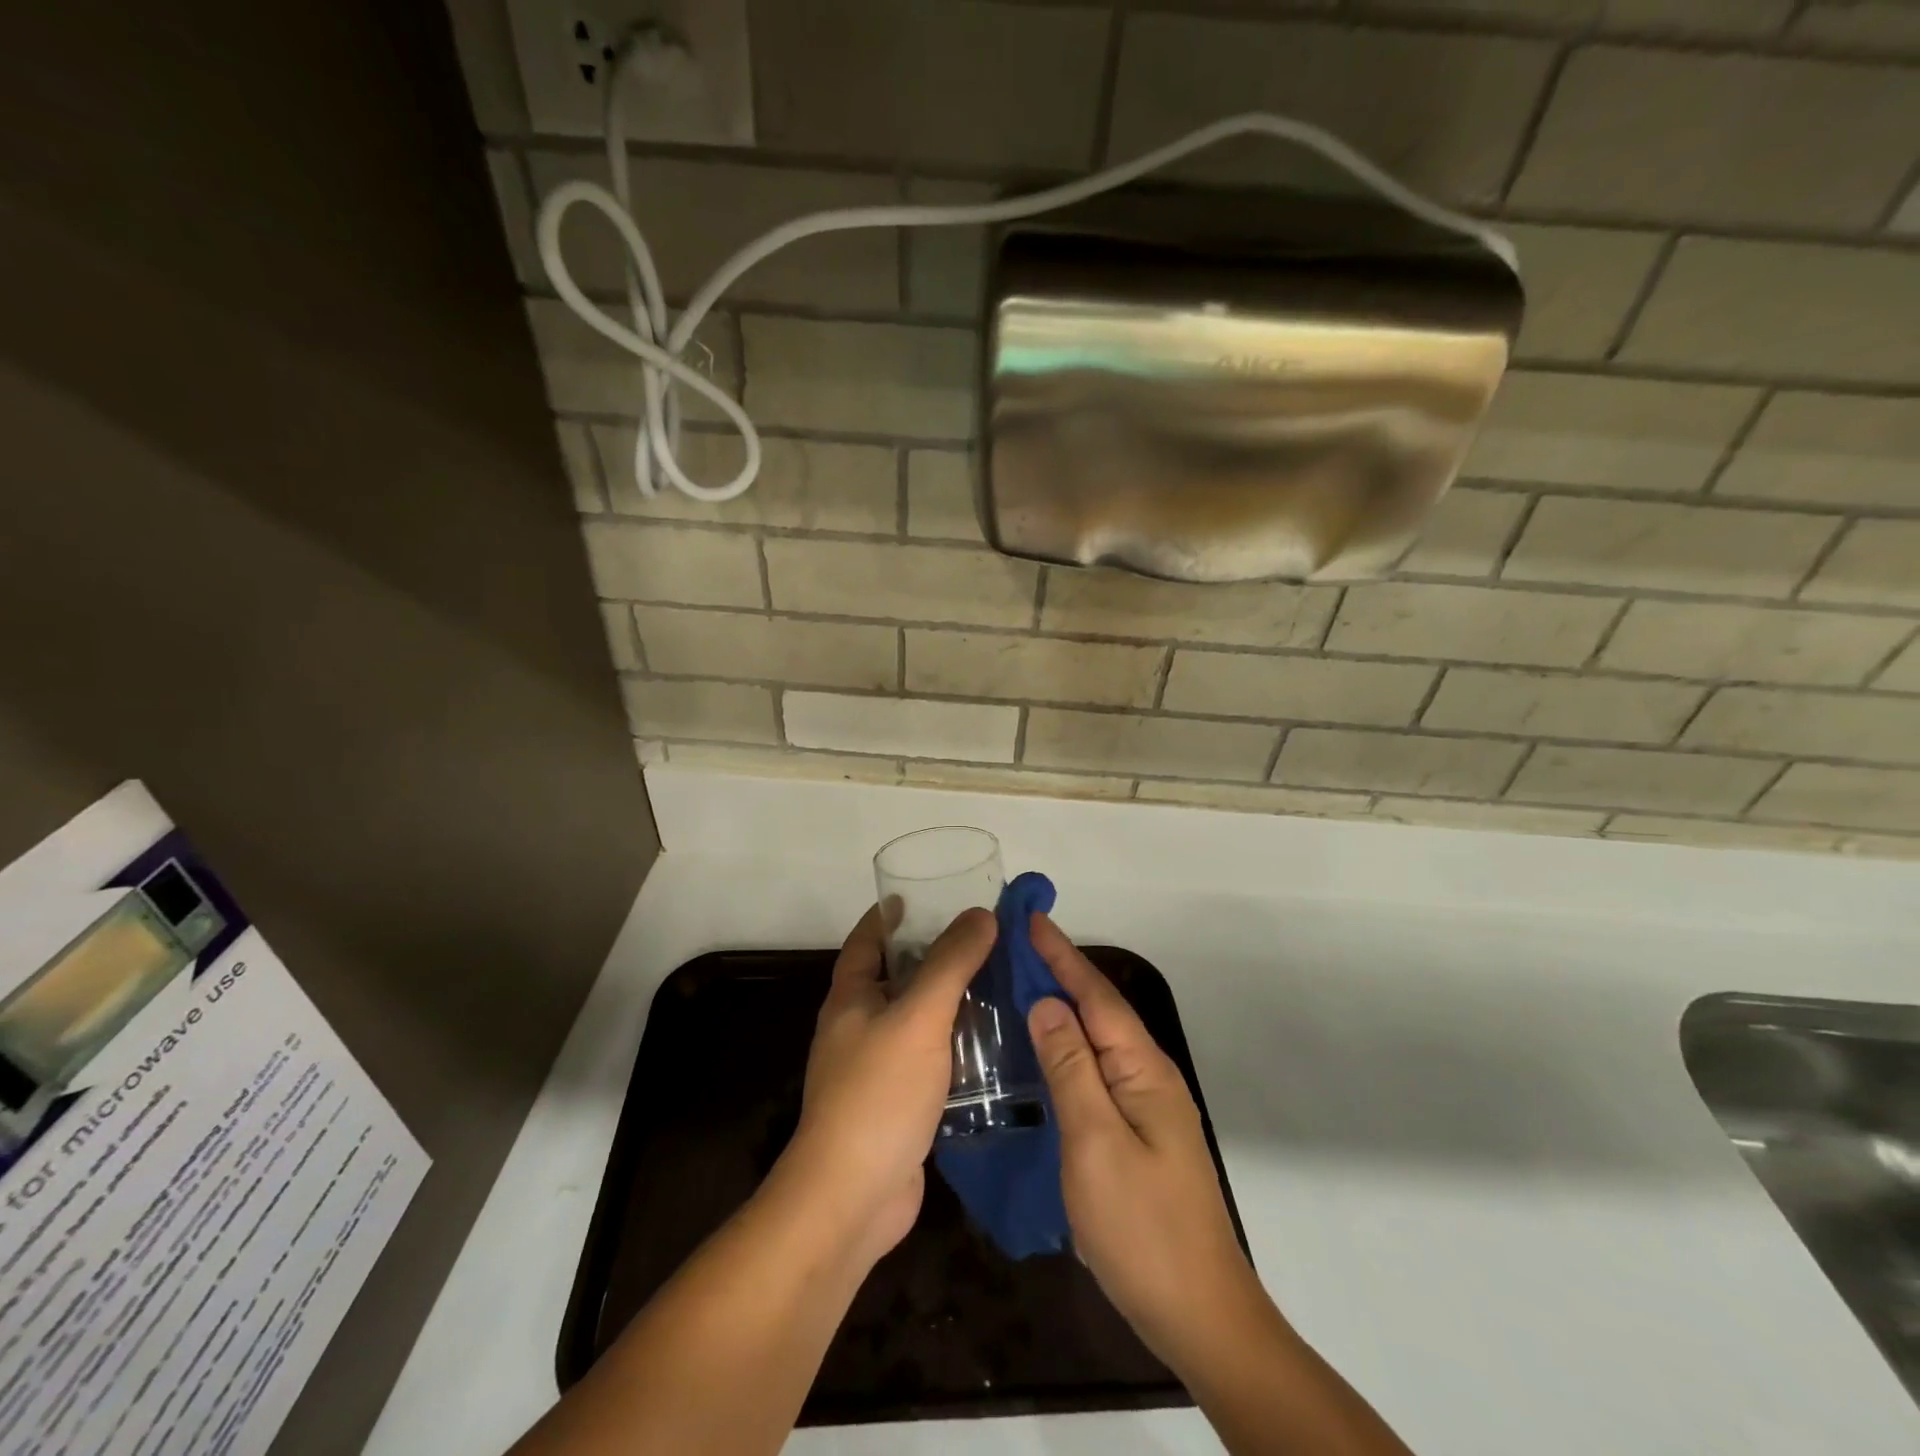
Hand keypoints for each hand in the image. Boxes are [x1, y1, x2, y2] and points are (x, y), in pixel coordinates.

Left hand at [781, 904, 996, 1265]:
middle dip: (933, 955)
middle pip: (896, 976)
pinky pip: (928, 1057)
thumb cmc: (878, 1093)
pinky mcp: (897, 1102)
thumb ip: (950, 963)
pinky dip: (954, 1043)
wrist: (852, 1197)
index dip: (890, 915)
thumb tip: (980, 914)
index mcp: (851, 997)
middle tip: (981, 938)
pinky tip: (991, 1042)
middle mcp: (858, 1026)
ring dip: (949, 1000)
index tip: (923, 895)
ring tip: (997, 981)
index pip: (867, 940)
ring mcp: (876, 1067)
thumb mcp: (918, 1017)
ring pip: (916, 1018)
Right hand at [1026, 914, 1274, 1373]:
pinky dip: (1067, 1048)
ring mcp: (1144, 1107)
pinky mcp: (1135, 1134)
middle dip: (1061, 973)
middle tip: (1017, 946)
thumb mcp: (1095, 1141)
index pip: (1095, 995)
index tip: (1030, 919)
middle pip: (1099, 1010)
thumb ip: (1071, 1068)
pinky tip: (1045, 1052)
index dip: (1061, 956)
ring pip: (1097, 1041)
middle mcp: (1147, 1077)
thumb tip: (1047, 1004)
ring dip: (1063, 1008)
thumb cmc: (1141, 1226)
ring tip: (1022, 985)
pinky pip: (1096, 1072)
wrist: (1198, 1315)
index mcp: (1142, 1069)